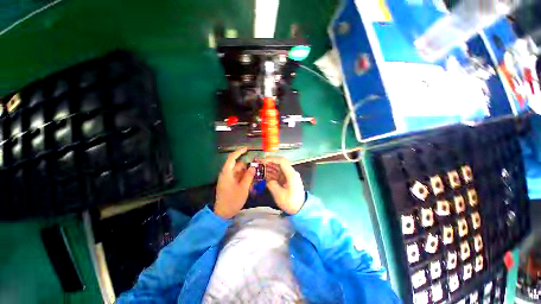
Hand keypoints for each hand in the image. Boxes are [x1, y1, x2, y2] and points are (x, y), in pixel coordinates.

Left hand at [214, 148, 255, 218]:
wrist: (223, 213)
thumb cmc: (232, 200)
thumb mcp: (243, 188)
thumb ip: (249, 176)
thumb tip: (253, 166)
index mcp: (227, 173)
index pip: (232, 158)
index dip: (239, 152)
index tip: (247, 149)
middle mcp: (226, 174)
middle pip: (238, 166)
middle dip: (247, 168)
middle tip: (256, 173)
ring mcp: (227, 179)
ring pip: (239, 172)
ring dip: (247, 175)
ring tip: (254, 182)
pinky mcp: (229, 183)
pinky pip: (238, 178)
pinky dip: (244, 179)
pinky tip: (250, 185)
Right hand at [263, 157, 304, 214]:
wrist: (301, 209)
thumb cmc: (291, 202)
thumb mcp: (279, 195)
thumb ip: (272, 184)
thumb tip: (268, 179)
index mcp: (291, 174)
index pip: (282, 161)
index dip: (271, 159)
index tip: (262, 161)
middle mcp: (291, 173)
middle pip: (280, 163)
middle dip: (269, 163)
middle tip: (259, 165)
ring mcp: (290, 176)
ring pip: (279, 168)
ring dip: (270, 168)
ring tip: (261, 169)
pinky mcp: (288, 180)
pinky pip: (279, 174)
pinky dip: (273, 173)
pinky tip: (266, 175)